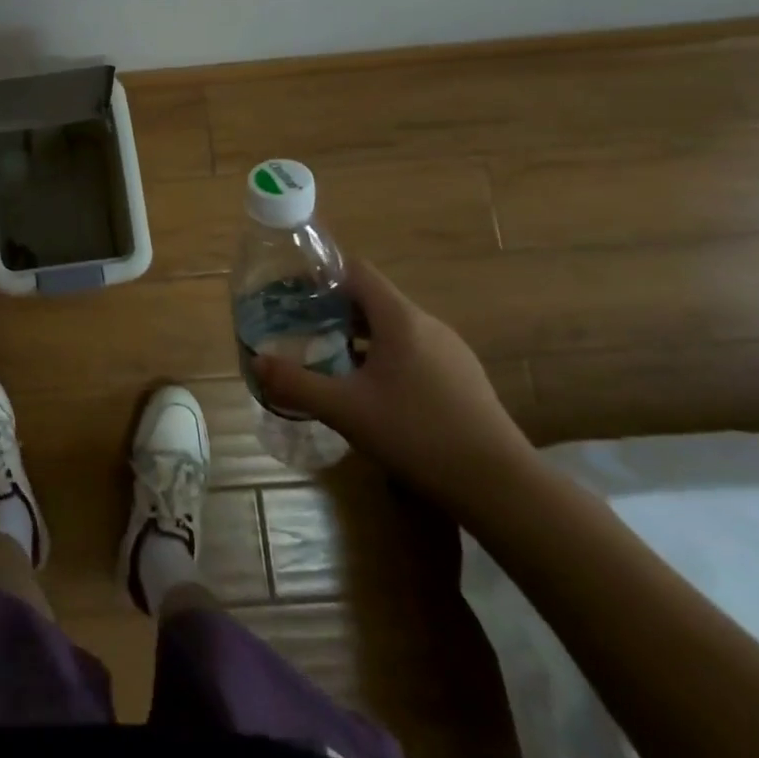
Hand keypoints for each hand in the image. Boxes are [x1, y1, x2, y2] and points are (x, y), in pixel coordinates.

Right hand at [254, 260, 535, 514]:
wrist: (501, 486)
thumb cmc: (416, 434)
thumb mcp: (345, 410)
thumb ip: (296, 383)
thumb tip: (257, 362)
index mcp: (400, 319)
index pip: (357, 271)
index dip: (323, 273)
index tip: (293, 288)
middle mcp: (428, 325)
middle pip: (374, 299)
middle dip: (335, 308)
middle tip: (302, 326)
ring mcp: (451, 351)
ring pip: (395, 327)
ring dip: (360, 335)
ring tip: (330, 358)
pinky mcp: (463, 378)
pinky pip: (414, 351)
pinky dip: (385, 356)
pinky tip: (372, 391)